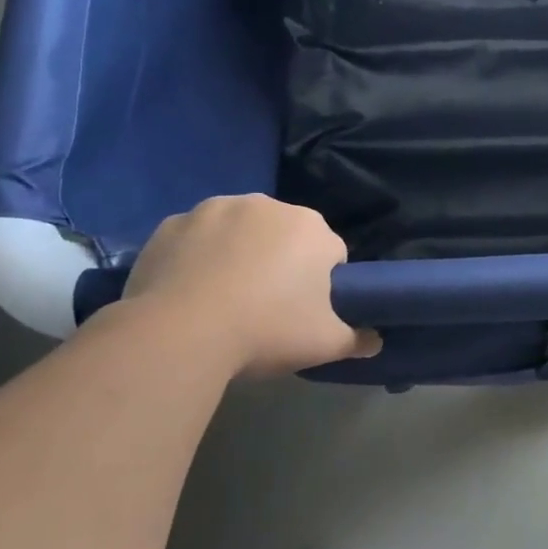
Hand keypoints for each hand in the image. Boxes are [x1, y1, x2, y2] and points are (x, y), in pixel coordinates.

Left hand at [123, 196, 380, 376]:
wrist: (179, 333)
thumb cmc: (266, 330)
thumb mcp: (325, 343)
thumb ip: (356, 339)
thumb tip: (375, 341)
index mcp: (311, 228)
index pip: (331, 253)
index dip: (323, 284)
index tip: (306, 312)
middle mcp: (266, 205)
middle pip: (284, 236)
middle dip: (281, 262)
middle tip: (266, 308)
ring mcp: (215, 209)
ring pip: (239, 232)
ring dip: (238, 254)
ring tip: (223, 300)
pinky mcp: (172, 223)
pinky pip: (195, 239)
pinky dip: (197, 256)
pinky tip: (188, 292)